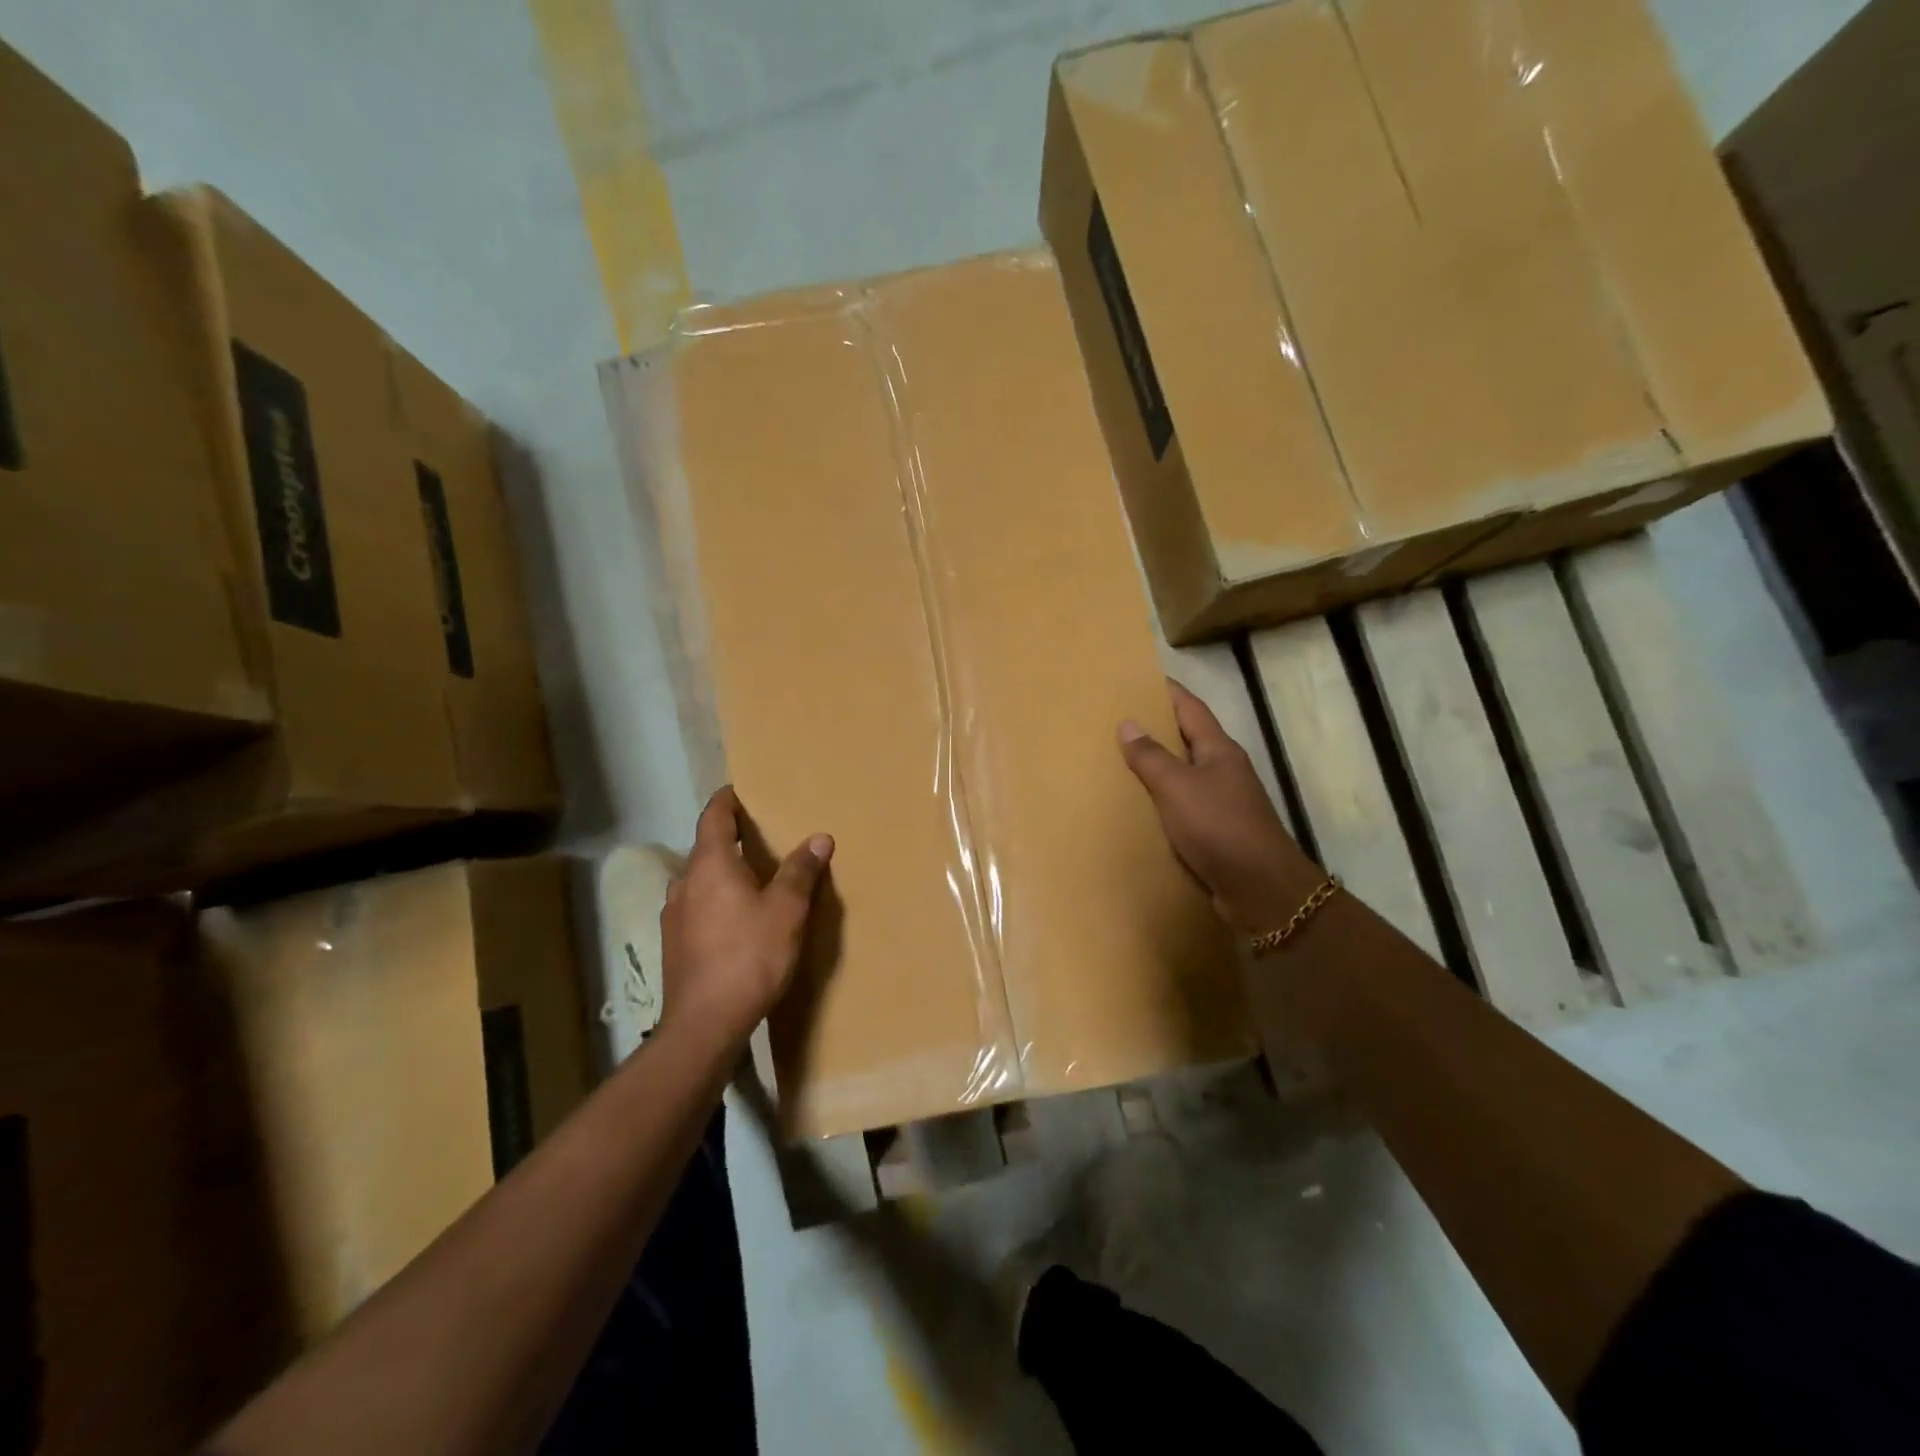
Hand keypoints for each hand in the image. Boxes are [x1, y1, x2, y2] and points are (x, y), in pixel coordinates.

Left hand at [660, 786, 832, 1042]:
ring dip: (723, 872)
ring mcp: (673, 915)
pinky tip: (737, 919)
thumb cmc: (750, 956)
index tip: (742, 791)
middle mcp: (684, 883)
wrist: (704, 1024)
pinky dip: (716, 899)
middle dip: (731, 838)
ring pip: (700, 880)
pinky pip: (697, 906)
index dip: (727, 800)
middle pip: (706, 848)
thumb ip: (800, 871)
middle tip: (762, 836)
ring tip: (753, 879)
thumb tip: (819, 837)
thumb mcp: (787, 911)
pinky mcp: (673, 944)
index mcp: (710, 865)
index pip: (713, 817)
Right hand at [1119, 680, 1323, 933]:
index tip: (1139, 678)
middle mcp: (1223, 769)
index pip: (1190, 707)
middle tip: (1117, 719)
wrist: (1259, 888)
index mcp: (1218, 750)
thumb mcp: (1177, 787)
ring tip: (1119, 760)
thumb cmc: (1219, 827)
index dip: (1167, 691)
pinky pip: (1183, 805)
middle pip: (1187, 738)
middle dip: (1156, 728)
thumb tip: (1128, 723)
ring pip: (1184, 773)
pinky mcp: (1217, 830)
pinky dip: (1162, 799)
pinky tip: (1139, 806)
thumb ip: (1151, 756)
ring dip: (1157, 766)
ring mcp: (1223, 801)